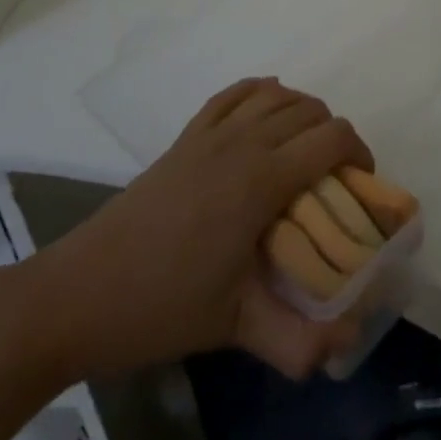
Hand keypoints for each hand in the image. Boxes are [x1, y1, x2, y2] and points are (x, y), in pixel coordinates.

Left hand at [22, 79, 372, 381]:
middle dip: (334, 135)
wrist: (79, 294)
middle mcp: (242, 142)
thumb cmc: (162, 306)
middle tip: (334, 180)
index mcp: (262, 180)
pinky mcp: (185, 136)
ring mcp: (210, 133)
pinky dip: (260, 92)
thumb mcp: (236, 328)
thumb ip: (298, 341)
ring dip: (302, 111)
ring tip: (304, 150)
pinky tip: (264, 114)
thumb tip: (347, 347)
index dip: (359, 152)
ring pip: (275, 94)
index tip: (360, 186)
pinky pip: (233, 94)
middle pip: (309, 111)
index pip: (331, 138)